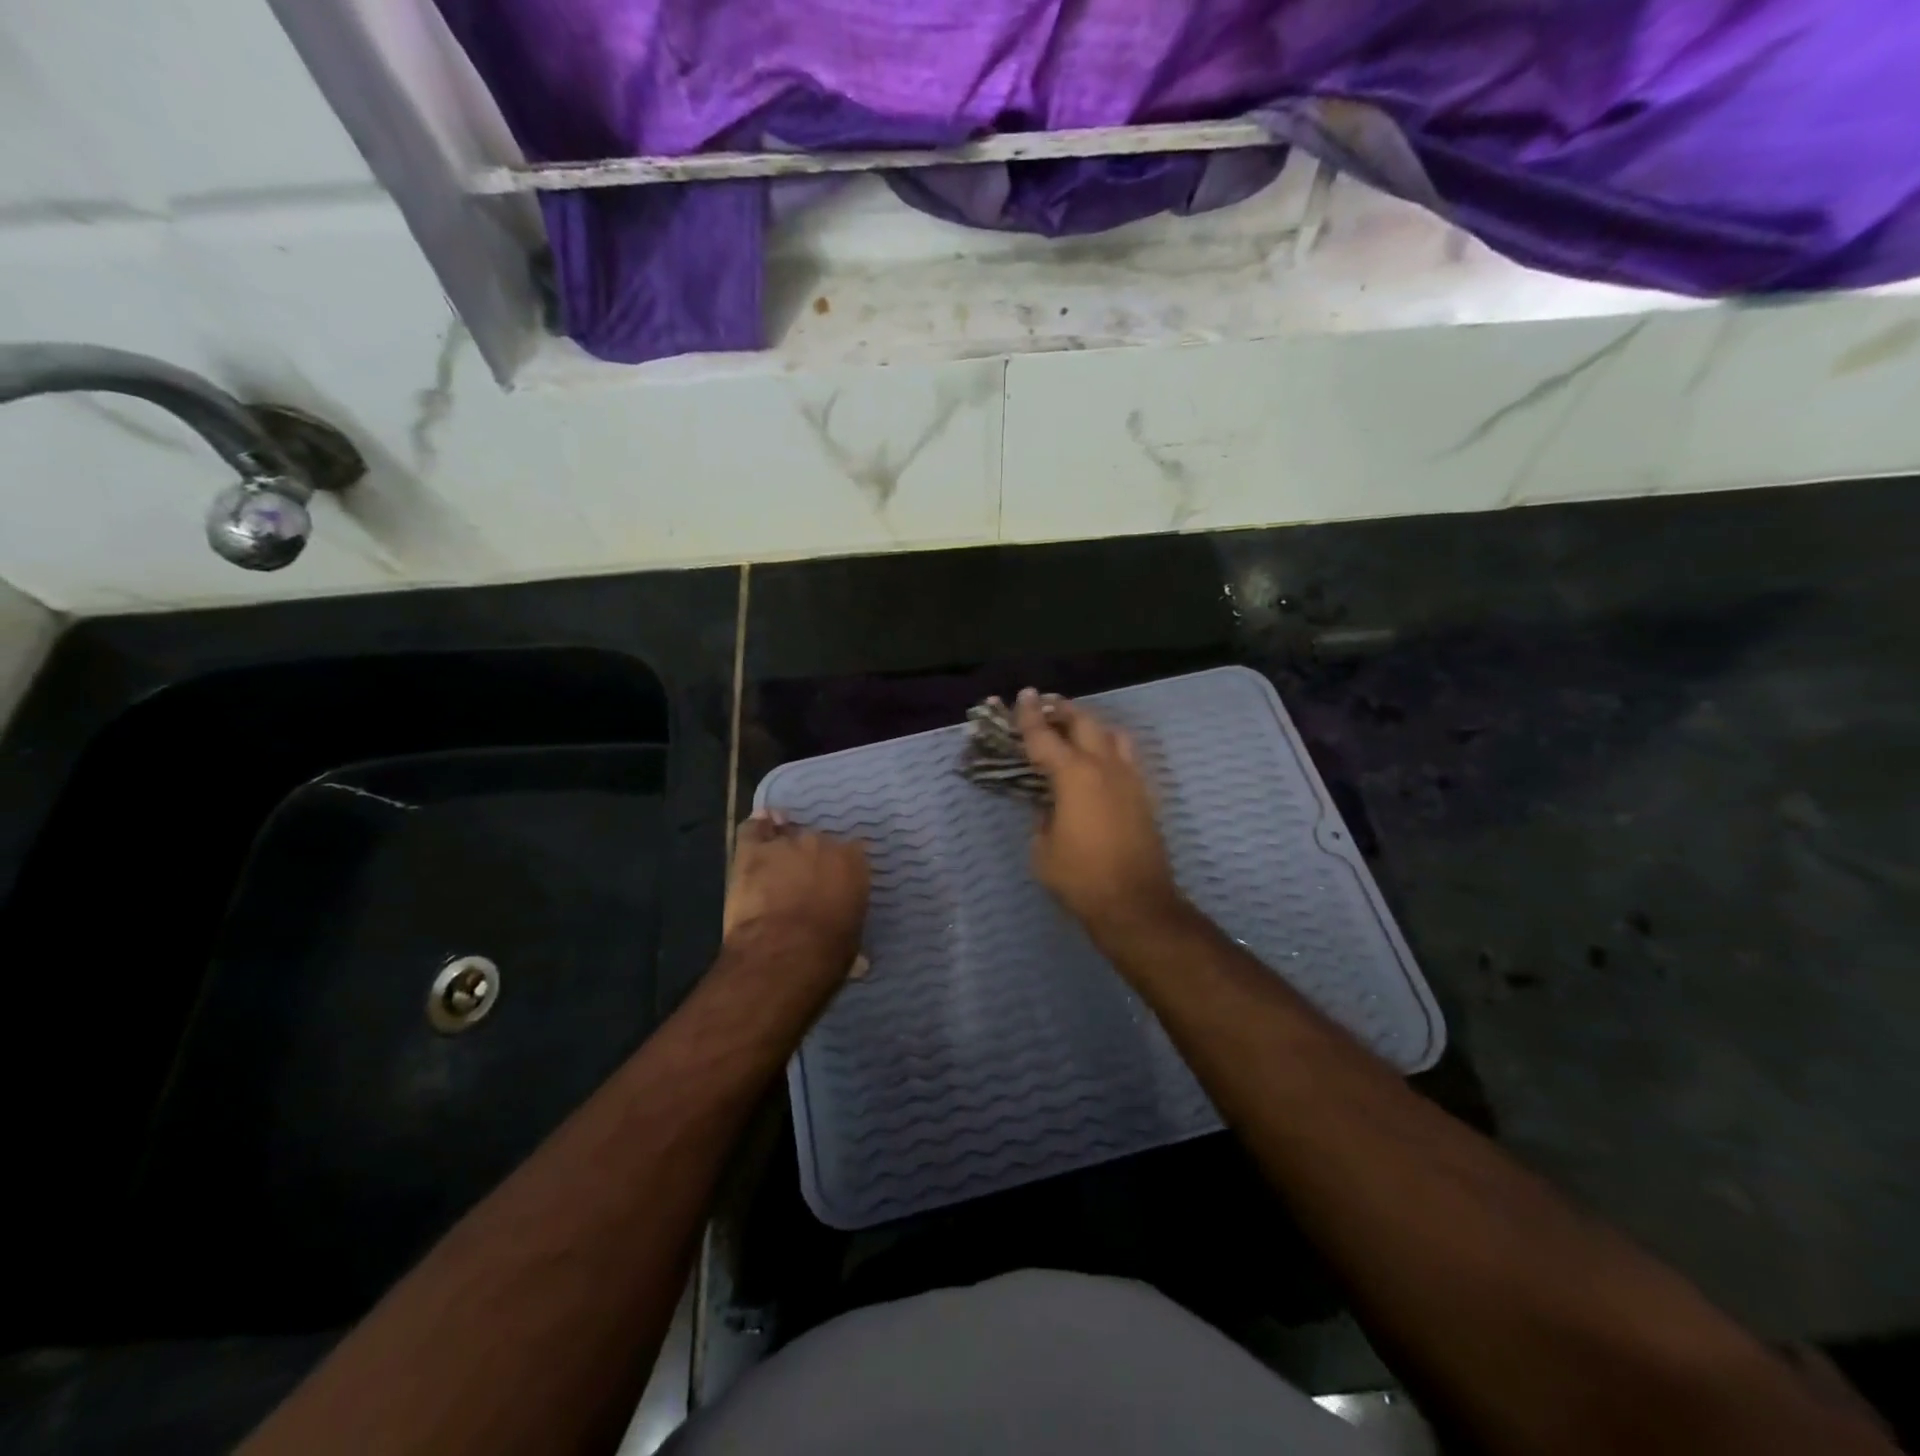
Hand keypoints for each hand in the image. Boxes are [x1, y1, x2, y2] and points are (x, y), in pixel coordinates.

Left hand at [724, 811, 869, 975]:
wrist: (783, 955)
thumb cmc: (827, 953)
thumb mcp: (852, 942)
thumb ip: (849, 927)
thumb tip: (859, 959)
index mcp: (854, 862)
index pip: (851, 852)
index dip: (839, 868)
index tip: (834, 884)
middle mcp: (823, 843)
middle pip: (817, 842)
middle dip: (811, 860)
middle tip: (803, 883)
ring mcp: (786, 844)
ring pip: (785, 836)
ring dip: (782, 852)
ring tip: (776, 869)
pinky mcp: (753, 851)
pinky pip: (753, 829)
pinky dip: (756, 828)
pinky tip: (757, 829)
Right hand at [1014, 687, 1186, 937]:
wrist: (1135, 904)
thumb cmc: (1080, 878)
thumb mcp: (1043, 848)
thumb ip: (1042, 817)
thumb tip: (1049, 805)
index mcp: (1074, 775)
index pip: (1045, 736)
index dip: (1030, 715)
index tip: (1022, 696)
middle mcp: (1105, 767)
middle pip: (1084, 723)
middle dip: (1062, 710)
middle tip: (1045, 706)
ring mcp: (1130, 779)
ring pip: (1112, 734)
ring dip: (1090, 725)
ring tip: (1074, 728)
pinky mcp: (1144, 795)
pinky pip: (1126, 757)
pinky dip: (1109, 748)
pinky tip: (1098, 761)